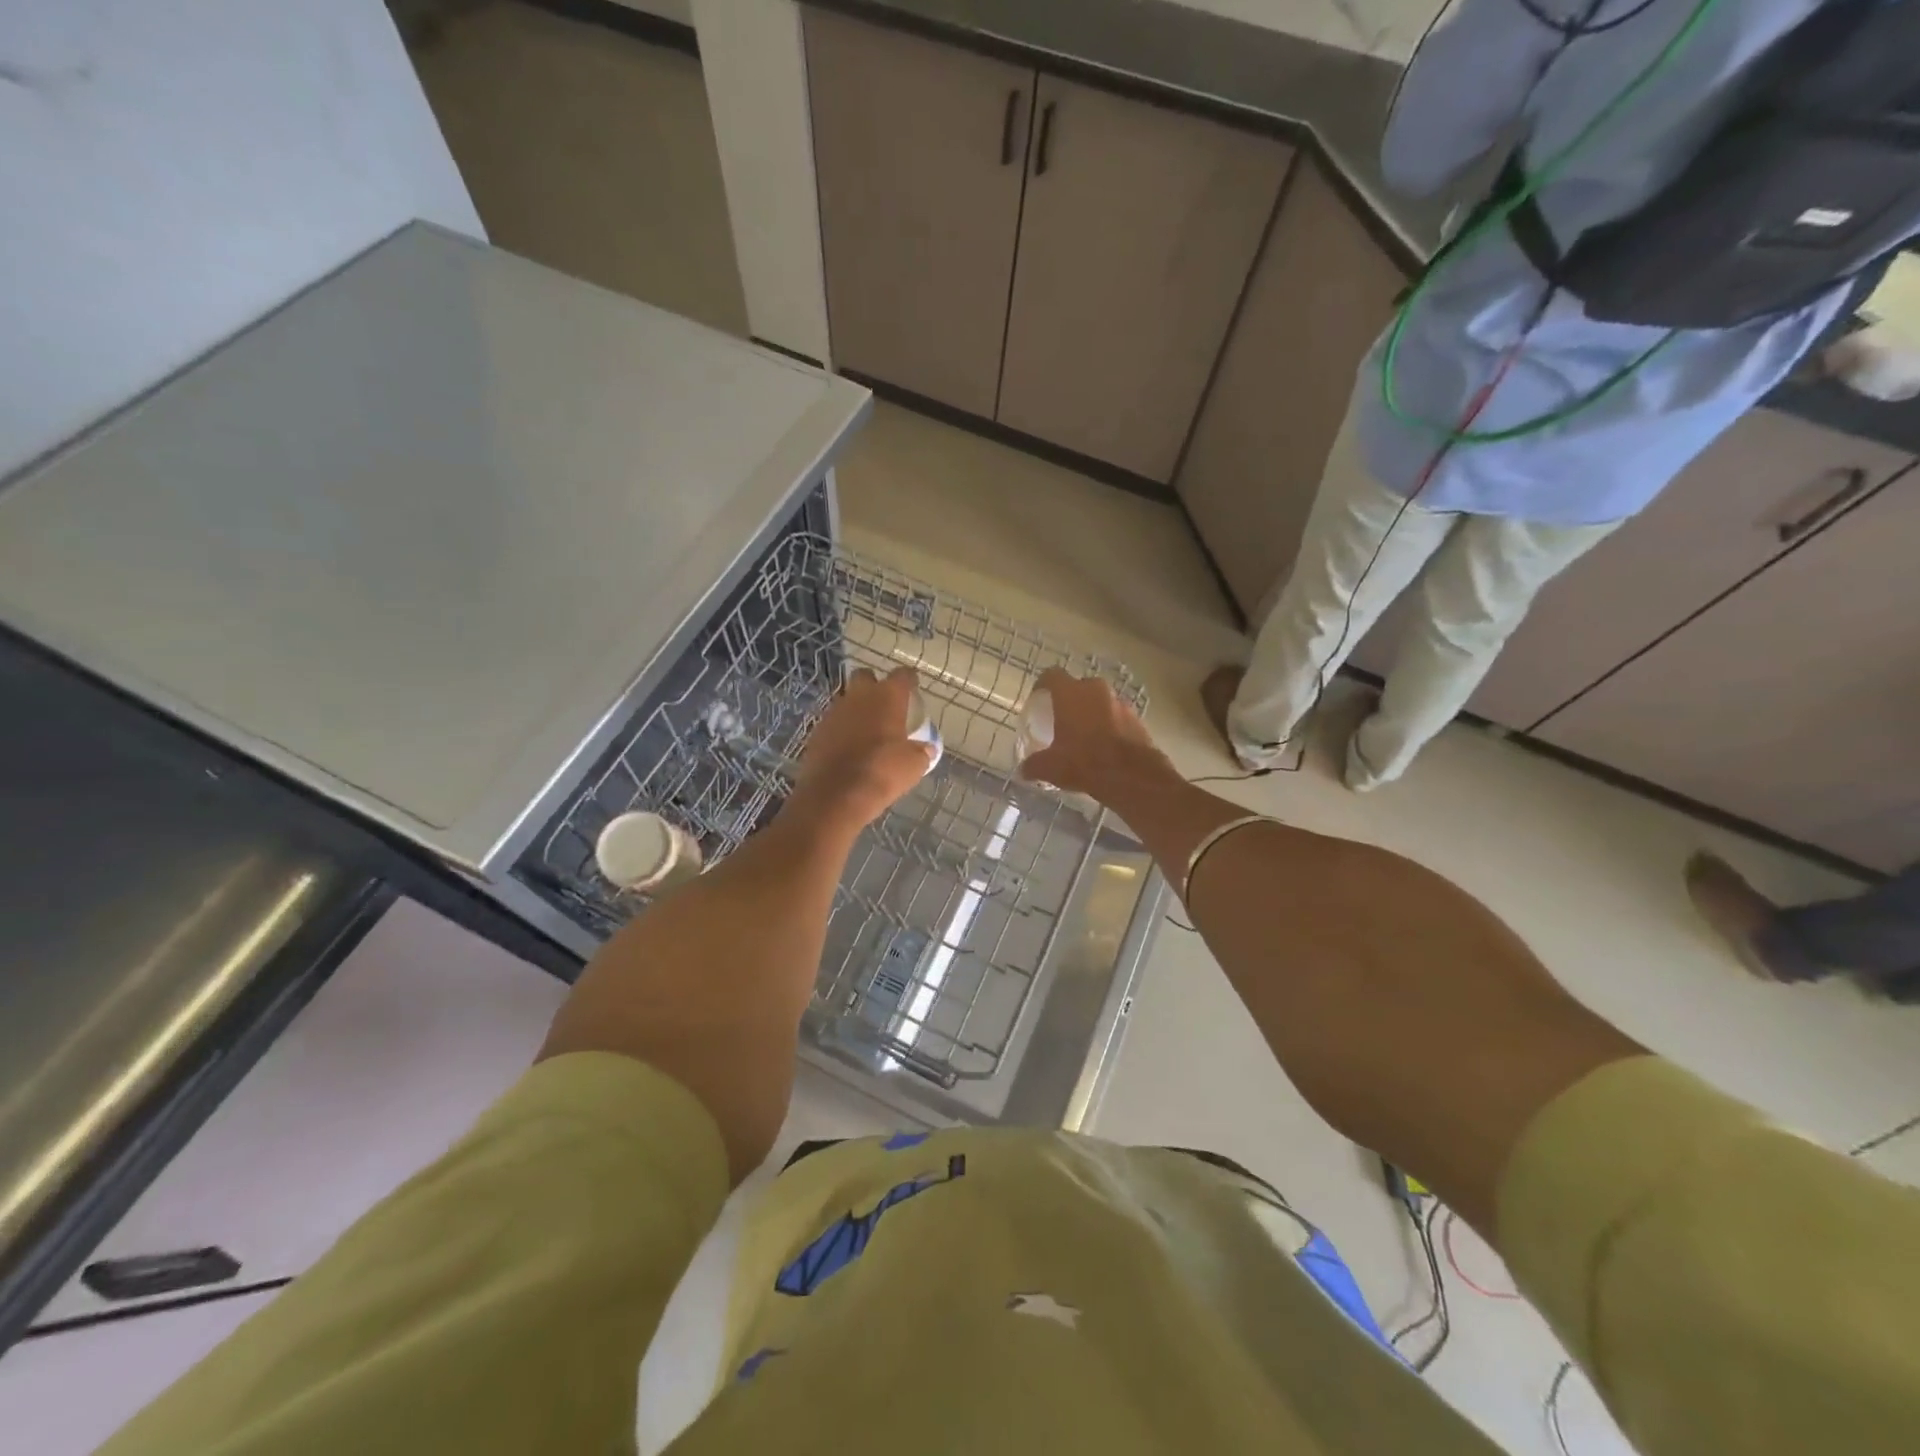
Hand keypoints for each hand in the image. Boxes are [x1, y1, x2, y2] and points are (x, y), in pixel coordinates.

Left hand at [791, 667, 934, 833]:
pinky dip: (842, 731)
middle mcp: (859, 697)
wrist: (835, 796)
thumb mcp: (914, 765)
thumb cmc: (883, 773)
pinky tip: (850, 749)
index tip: (913, 688)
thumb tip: (926, 749)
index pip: (902, 675)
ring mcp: (834, 713)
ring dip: (857, 710)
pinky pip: (833, 723)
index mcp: (887, 697)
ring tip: (868, 731)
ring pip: (847, 700)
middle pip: (866, 677)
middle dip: (875, 686)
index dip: (909, 680)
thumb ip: (921, 751)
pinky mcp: (816, 732)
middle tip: (886, 706)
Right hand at [1018, 667, 1169, 798]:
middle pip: (1078, 688)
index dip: (1042, 685)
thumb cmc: (1085, 762)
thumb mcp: (1051, 767)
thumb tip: (1024, 770)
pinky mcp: (1137, 718)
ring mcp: (1120, 703)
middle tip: (1061, 720)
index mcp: (1071, 694)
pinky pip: (1116, 716)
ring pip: (1099, 701)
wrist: (1132, 776)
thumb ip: (1034, 765)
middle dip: (1069, 701)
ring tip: (1083, 736)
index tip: (1038, 700)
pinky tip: (1104, 746)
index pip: (1052, 675)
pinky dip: (1108, 726)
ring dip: (1091, 713)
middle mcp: (1096, 690)